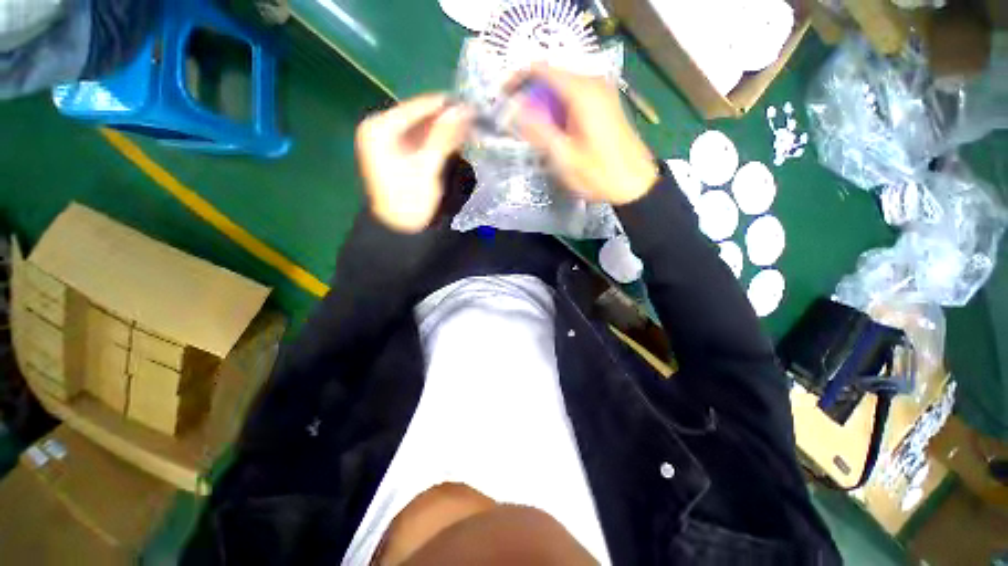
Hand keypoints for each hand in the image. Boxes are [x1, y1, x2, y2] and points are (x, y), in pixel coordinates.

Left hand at [356, 94, 473, 232]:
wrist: (400, 228)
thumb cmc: (410, 200)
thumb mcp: (428, 167)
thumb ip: (445, 137)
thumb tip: (465, 110)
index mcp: (379, 127)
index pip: (418, 106)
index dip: (446, 105)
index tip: (473, 107)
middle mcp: (380, 127)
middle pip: (420, 115)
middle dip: (446, 118)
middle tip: (473, 120)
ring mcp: (387, 140)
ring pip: (422, 126)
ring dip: (444, 129)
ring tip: (468, 130)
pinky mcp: (397, 151)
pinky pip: (421, 138)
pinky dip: (437, 139)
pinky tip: (454, 142)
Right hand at [511, 65, 657, 205]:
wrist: (635, 183)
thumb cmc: (599, 174)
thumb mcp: (564, 157)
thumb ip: (538, 131)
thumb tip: (514, 112)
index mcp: (581, 92)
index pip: (541, 69)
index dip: (518, 80)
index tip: (504, 99)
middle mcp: (593, 83)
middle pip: (552, 77)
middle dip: (530, 96)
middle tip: (516, 122)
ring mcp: (602, 92)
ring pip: (562, 88)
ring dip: (544, 105)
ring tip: (532, 130)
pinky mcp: (605, 103)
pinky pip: (574, 97)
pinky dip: (559, 109)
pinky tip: (554, 130)